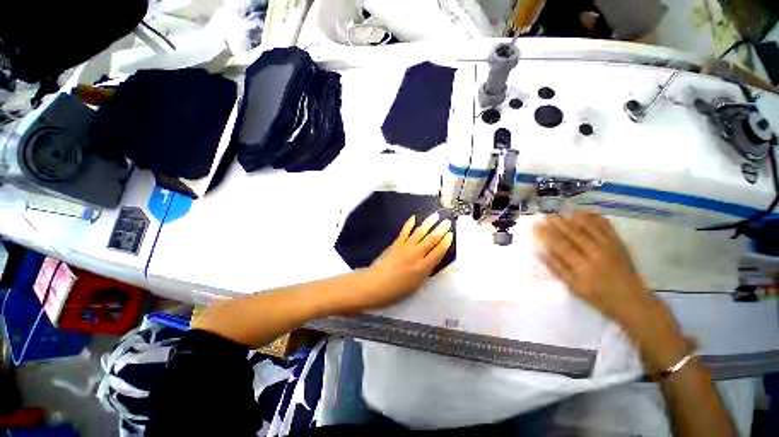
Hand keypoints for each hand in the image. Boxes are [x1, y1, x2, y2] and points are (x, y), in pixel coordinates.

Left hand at [347, 213, 453, 311]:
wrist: (374, 285)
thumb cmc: (396, 291)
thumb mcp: (416, 285)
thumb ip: (425, 272)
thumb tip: (431, 261)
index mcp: (423, 268)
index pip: (438, 252)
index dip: (446, 243)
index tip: (451, 234)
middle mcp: (416, 255)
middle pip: (431, 240)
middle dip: (440, 230)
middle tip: (447, 221)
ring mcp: (405, 247)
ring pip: (419, 233)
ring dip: (428, 223)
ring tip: (435, 215)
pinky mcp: (396, 244)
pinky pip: (404, 232)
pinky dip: (409, 224)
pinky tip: (414, 218)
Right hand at [533, 211, 649, 322]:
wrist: (632, 301)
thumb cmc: (600, 297)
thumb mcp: (575, 288)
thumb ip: (558, 269)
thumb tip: (542, 253)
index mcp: (582, 266)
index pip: (560, 245)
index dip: (547, 234)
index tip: (536, 225)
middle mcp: (595, 253)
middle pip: (573, 234)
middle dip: (558, 223)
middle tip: (547, 216)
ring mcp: (609, 247)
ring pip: (590, 228)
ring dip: (575, 218)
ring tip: (563, 211)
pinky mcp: (619, 244)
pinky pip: (607, 228)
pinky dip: (597, 219)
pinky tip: (589, 212)